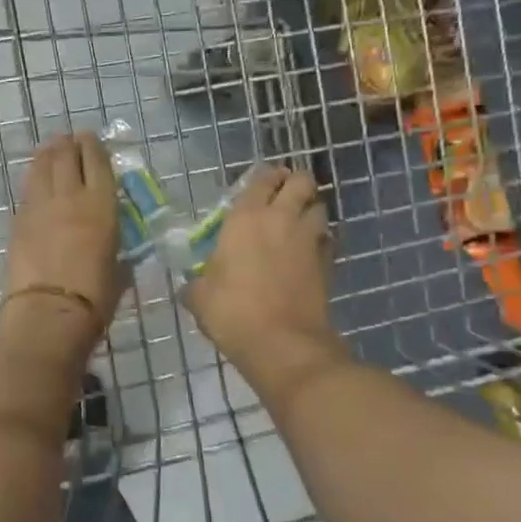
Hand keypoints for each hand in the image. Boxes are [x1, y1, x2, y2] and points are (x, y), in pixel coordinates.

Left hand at [3, 132, 123, 351]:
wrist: (49, 311)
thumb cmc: (94, 298)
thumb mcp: (119, 271)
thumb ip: (117, 252)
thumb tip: (116, 250)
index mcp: (102, 206)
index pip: (97, 163)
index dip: (94, 147)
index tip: (92, 139)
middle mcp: (71, 197)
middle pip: (67, 156)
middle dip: (70, 144)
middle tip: (70, 140)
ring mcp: (41, 206)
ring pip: (43, 166)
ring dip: (48, 153)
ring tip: (51, 148)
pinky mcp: (19, 220)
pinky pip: (28, 188)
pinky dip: (34, 176)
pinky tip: (36, 176)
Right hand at [185, 164, 340, 383]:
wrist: (283, 343)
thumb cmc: (233, 312)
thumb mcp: (200, 298)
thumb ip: (197, 283)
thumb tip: (192, 285)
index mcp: (246, 218)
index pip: (262, 179)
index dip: (264, 178)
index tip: (259, 186)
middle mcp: (281, 219)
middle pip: (301, 181)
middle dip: (294, 183)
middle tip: (282, 196)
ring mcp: (308, 240)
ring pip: (320, 207)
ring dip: (310, 209)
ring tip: (297, 223)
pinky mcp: (327, 263)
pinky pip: (327, 239)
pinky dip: (319, 240)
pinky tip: (306, 253)